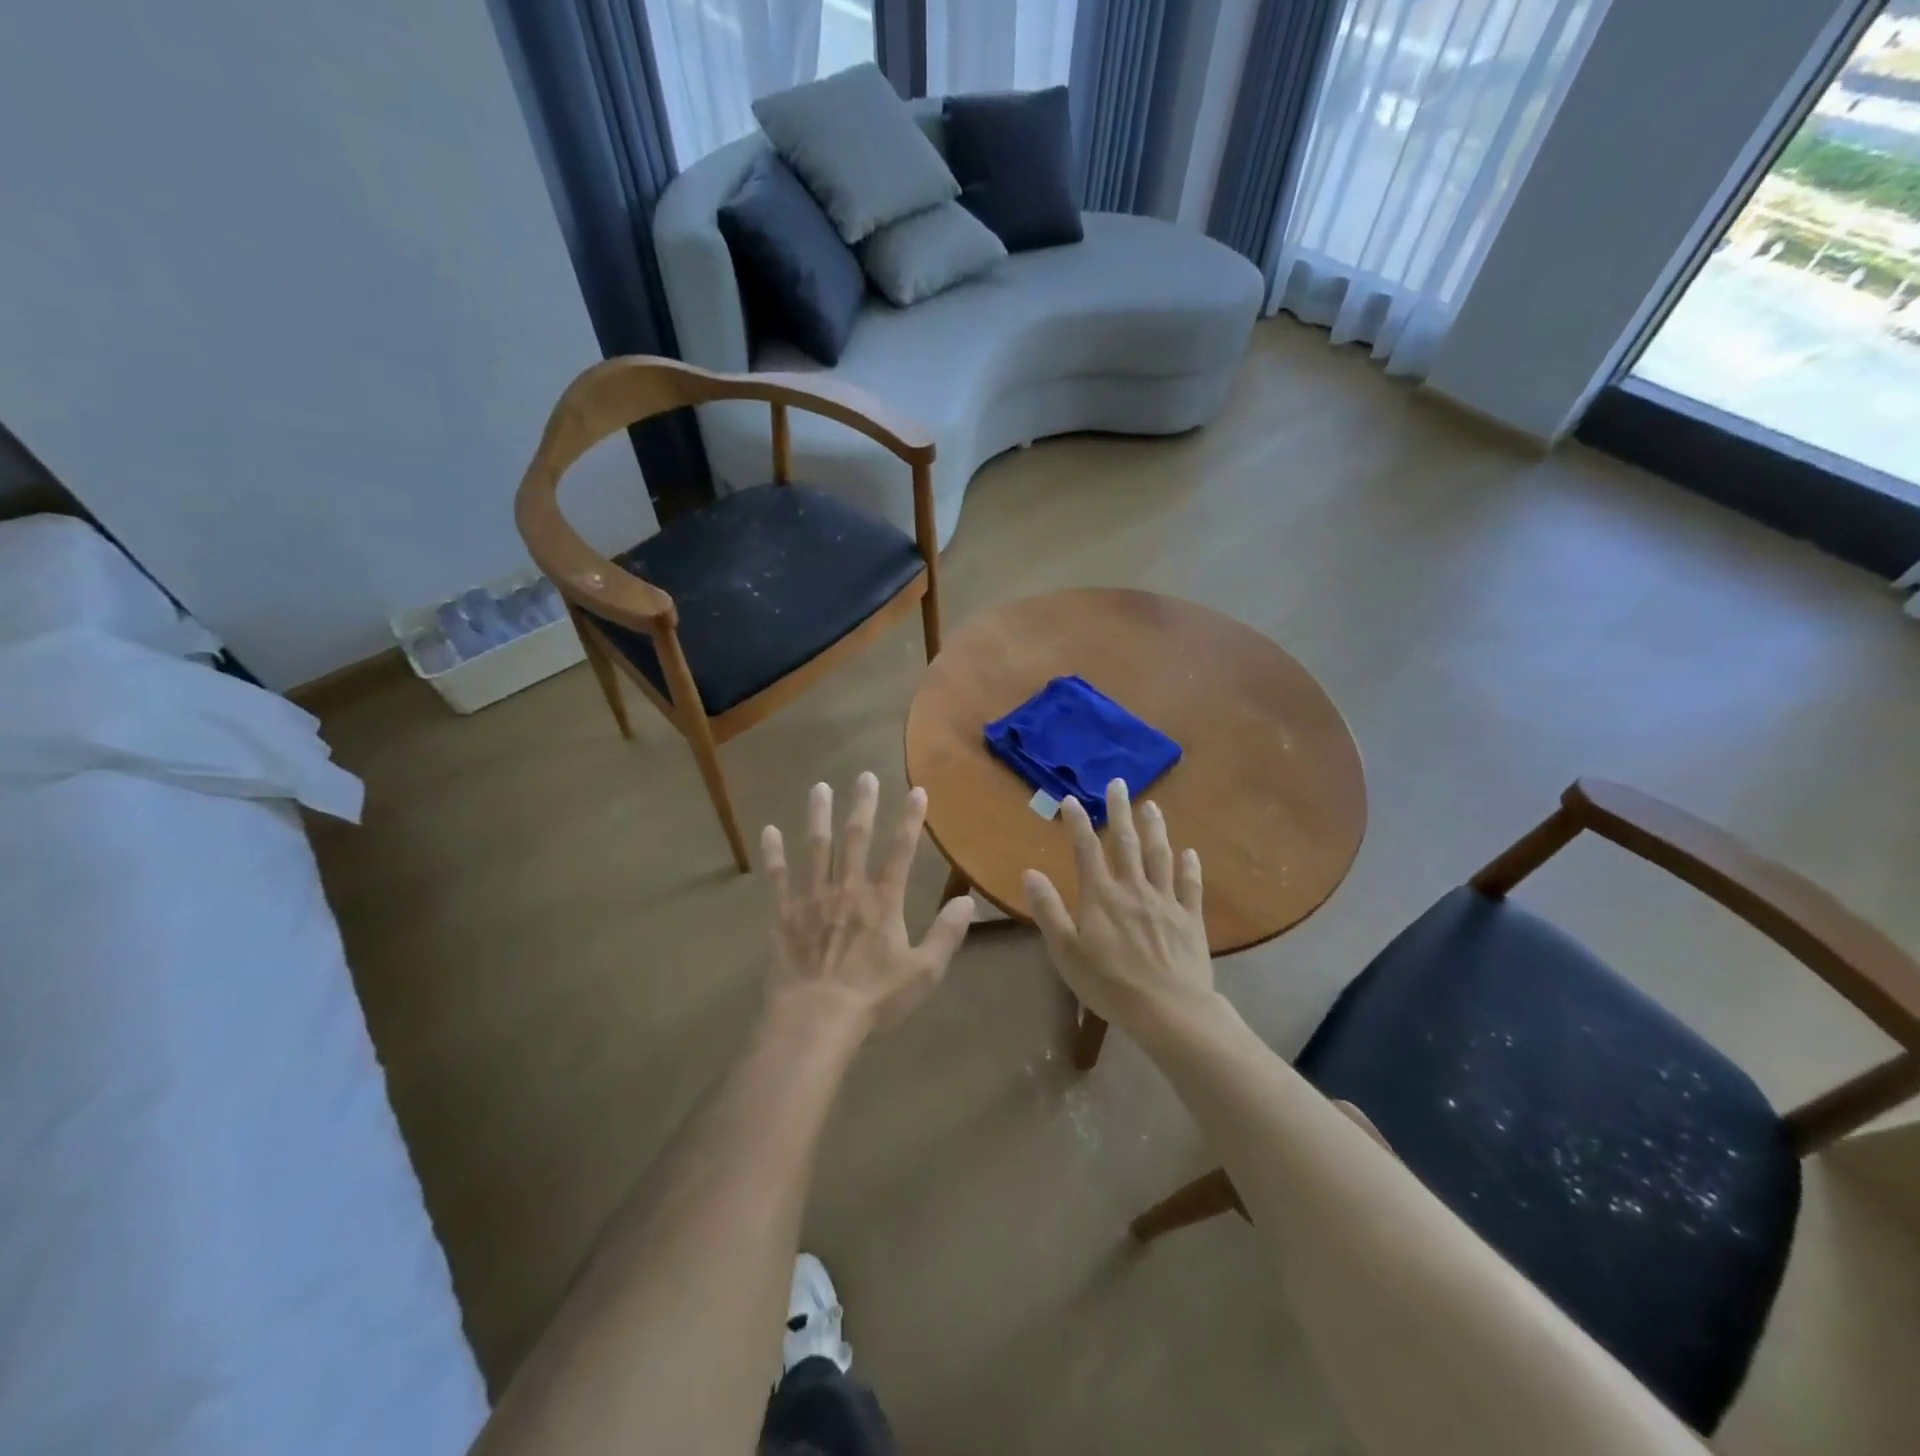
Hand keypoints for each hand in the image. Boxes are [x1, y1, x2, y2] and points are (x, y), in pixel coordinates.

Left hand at [760, 772, 974, 1036]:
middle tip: (864, 775)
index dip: (910, 819)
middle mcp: (848, 889)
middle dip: (862, 805)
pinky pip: (778, 878)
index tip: (916, 790)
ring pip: (816, 848)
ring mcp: (812, 899)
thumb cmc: (874, 998)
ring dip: (819, 816)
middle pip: (856, 838)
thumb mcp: (923, 972)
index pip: (901, 851)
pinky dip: (773, 854)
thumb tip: (968, 901)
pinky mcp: (784, 915)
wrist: (816, 1020)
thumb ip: (946, 935)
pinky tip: (769, 830)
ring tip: (820, 788)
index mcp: (883, 901)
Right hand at [1022, 779, 1213, 1032]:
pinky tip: (1189, 852)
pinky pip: (1190, 886)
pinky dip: (1190, 866)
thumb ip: (1048, 910)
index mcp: (1101, 896)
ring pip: (1159, 856)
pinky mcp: (1190, 918)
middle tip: (1119, 784)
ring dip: (1154, 828)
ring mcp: (1165, 901)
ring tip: (1151, 806)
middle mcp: (1133, 889)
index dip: (1078, 823)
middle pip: (1125, 842)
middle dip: (1120, 811)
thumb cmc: (1109, 984)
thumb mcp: (1066, 951)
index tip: (1071, 799)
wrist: (1168, 1010)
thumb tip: (1030, 872)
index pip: (1086, 850)